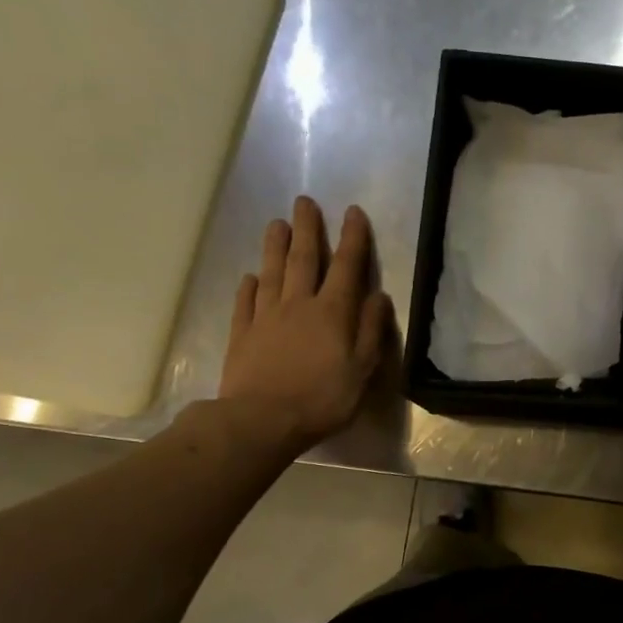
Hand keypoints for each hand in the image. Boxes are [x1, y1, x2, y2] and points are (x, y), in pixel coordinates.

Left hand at [218, 197, 393, 448]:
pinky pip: (245, 303)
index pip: (347, 267)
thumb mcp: (362, 369)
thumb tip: (379, 297)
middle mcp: (299, 305)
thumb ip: (371, 330)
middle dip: (307, 230)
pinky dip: (248, 287)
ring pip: (272, 273)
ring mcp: (266, 318)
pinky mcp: (242, 334)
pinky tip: (250, 277)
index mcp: (333, 313)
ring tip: (276, 224)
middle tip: (304, 202)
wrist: (261, 420)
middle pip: (304, 260)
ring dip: (275, 247)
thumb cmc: (323, 398)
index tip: (352, 212)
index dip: (352, 238)